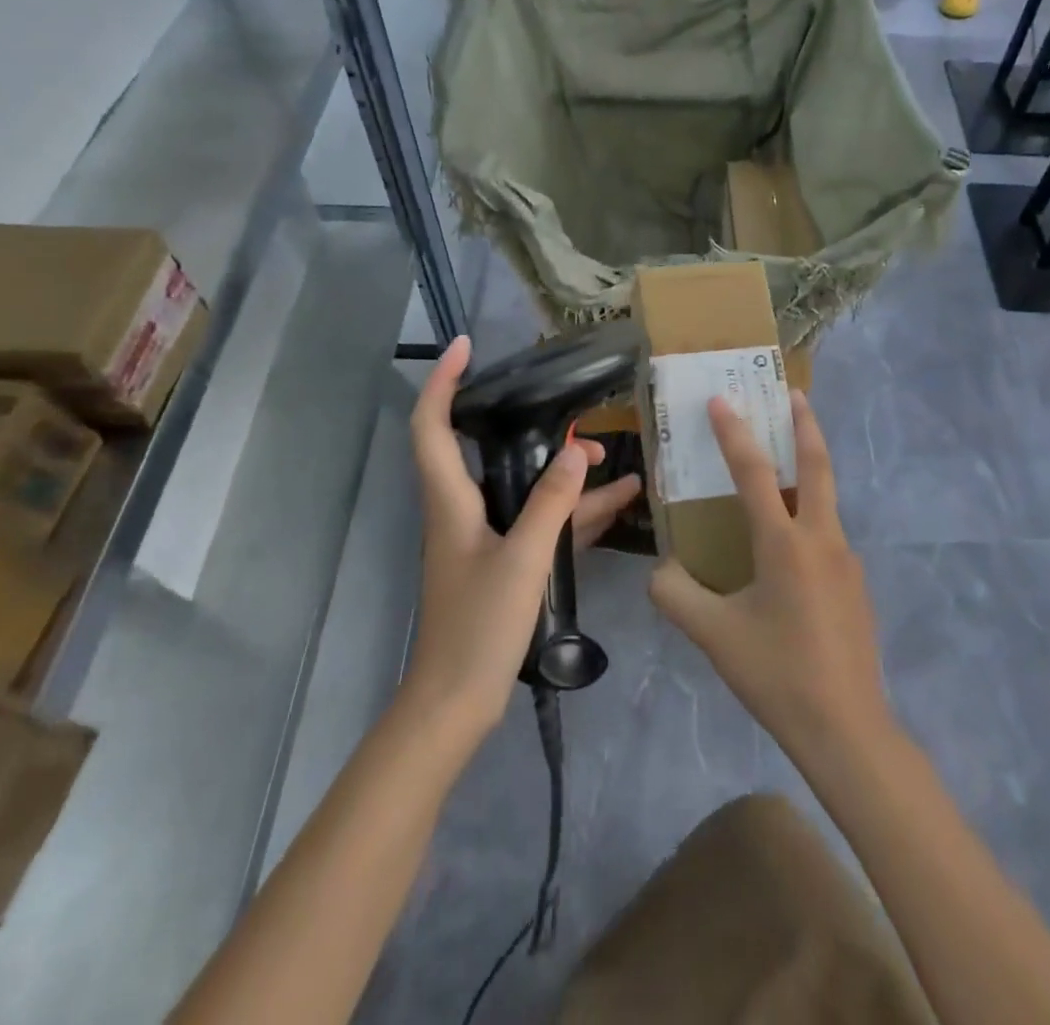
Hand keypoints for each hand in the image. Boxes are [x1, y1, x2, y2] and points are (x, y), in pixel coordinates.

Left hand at [405, 337, 641, 737]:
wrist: (456, 703)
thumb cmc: (478, 628)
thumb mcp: (522, 559)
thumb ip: (552, 503)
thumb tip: (578, 450)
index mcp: (451, 501)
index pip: (432, 425)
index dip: (442, 381)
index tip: (465, 346)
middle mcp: (463, 510)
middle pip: (491, 450)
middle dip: (532, 428)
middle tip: (575, 418)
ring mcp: (485, 537)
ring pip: (525, 488)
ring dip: (565, 474)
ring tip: (615, 462)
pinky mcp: (504, 562)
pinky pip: (540, 523)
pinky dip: (573, 513)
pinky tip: (617, 506)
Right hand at [649, 392, 892, 765]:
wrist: (847, 729)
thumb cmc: (776, 673)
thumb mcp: (712, 635)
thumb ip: (675, 594)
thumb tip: (662, 569)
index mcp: (785, 543)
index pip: (755, 472)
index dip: (734, 432)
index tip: (721, 399)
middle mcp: (822, 539)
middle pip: (818, 465)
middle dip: (806, 424)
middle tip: (794, 394)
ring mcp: (846, 561)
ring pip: (825, 500)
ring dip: (808, 470)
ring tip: (783, 466)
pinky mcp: (856, 585)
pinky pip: (826, 535)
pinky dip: (808, 515)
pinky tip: (787, 547)